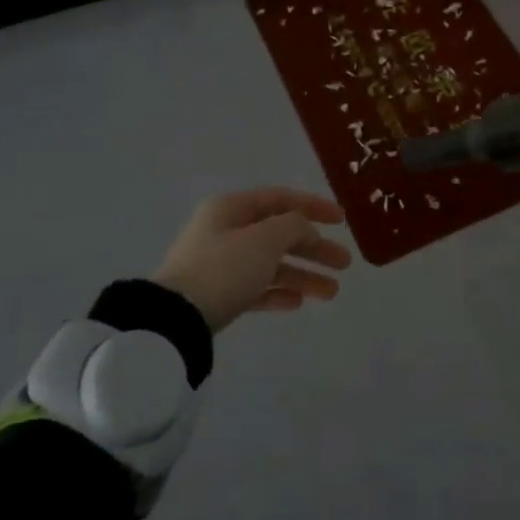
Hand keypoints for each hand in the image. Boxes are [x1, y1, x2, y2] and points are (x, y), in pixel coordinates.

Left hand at [152, 188, 352, 331]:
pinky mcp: (216, 296)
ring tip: (332, 292)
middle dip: (315, 248)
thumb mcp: (266, 239)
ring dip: (303, 275)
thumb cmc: (224, 268)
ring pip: (271, 264)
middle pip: (279, 234)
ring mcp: (219, 265)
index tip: (342, 220)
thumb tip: (304, 228)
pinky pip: (255, 288)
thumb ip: (294, 226)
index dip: (314, 206)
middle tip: (345, 263)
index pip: (281, 199)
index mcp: (232, 208)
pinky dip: (277, 293)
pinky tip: (297, 303)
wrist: (174, 320)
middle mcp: (225, 231)